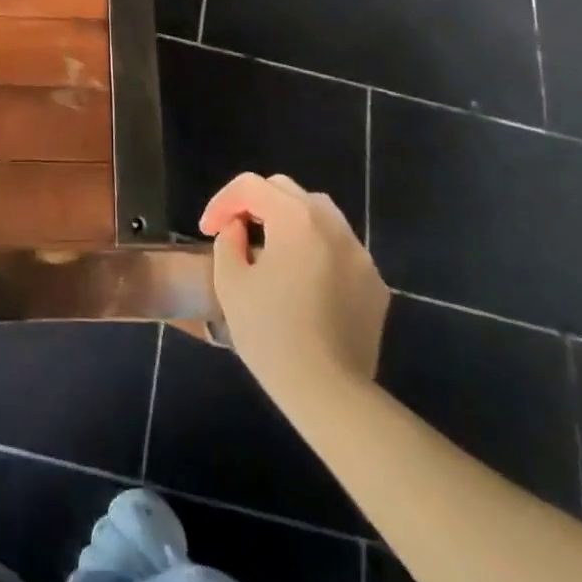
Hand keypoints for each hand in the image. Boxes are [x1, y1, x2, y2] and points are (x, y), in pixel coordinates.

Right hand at [199, 173, 389, 407]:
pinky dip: (316, 249)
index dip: (222, 201)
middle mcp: (332, 224)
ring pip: (318, 214)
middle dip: (255, 203)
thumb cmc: (272, 335)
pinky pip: (339, 248)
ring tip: (271, 250)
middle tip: (236, 231)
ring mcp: (359, 253)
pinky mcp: (374, 283)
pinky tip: (303, 281)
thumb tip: (239, 229)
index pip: (251, 186)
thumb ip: (228, 241)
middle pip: (286, 191)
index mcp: (295, 218)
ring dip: (288, 221)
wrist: (330, 395)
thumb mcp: (231, 283)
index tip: (207, 230)